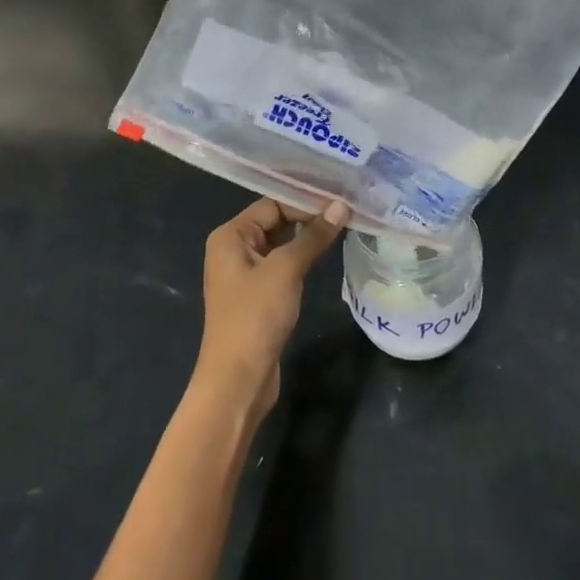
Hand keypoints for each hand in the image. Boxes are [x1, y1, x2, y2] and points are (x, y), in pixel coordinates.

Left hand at [196, 197, 347, 422]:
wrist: (238, 379)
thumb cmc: (255, 316)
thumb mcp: (286, 270)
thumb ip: (313, 236)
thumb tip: (341, 206)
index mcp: (230, 236)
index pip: (272, 204)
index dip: (306, 201)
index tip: (341, 200)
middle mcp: (233, 249)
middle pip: (276, 221)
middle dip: (309, 217)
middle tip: (348, 211)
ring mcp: (244, 274)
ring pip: (281, 244)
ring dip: (308, 238)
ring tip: (345, 227)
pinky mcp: (258, 295)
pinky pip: (282, 266)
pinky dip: (303, 258)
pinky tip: (326, 255)